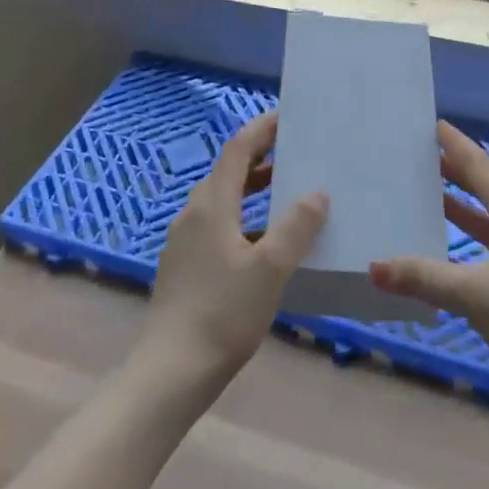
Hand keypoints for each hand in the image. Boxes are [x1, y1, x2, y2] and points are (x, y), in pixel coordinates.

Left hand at [143, 112, 328, 390]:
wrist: (172, 370)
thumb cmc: (224, 313)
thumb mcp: (270, 269)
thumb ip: (296, 227)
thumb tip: (316, 193)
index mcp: (212, 204)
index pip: (238, 149)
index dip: (263, 129)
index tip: (289, 117)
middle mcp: (193, 212)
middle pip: (229, 171)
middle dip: (261, 157)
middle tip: (296, 153)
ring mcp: (184, 239)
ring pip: (223, 199)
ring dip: (253, 188)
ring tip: (286, 191)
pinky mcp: (184, 264)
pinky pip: (217, 223)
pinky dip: (243, 216)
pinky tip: (264, 241)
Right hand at [370, 121, 488, 419]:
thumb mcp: (475, 292)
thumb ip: (423, 278)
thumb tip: (373, 266)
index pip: (480, 166)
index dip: (456, 145)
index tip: (432, 124)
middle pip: (485, 187)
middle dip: (454, 170)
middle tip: (419, 155)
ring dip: (460, 205)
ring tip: (426, 193)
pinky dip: (467, 239)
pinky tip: (446, 249)